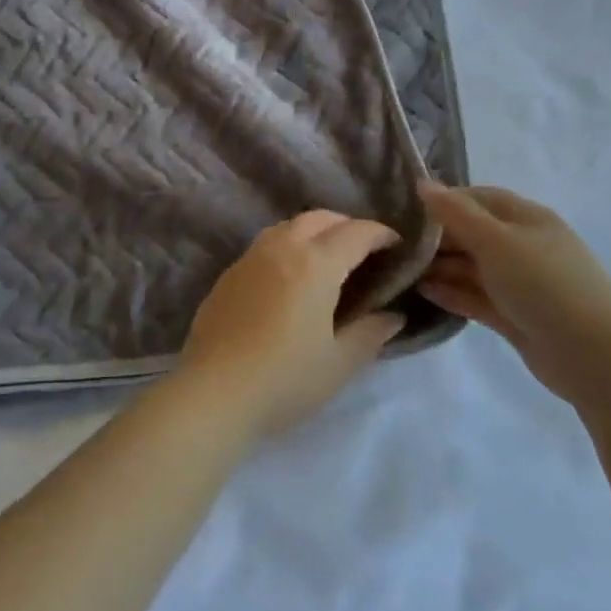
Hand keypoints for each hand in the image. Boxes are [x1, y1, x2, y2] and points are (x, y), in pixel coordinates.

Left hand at [176, 211, 405, 438]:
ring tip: (328, 259)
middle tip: (365, 251)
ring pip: (289, 225)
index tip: (397, 246)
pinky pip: (266, 244)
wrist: (213, 392)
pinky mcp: (229, 273)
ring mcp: (251, 257)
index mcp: (315, 263)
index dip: (381, 234)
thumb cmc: (285, 379)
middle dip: (348, 226)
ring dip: (315, 231)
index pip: (356, 233)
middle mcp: (282, 248)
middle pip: (321, 218)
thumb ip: (370, 333)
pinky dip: (288, 246)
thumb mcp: (339, 363)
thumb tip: (392, 315)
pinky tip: (290, 277)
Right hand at [416, 182, 610, 398]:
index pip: (480, 198)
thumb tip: (423, 184)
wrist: (594, 356)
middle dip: (438, 237)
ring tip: (402, 269)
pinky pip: (477, 297)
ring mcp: (521, 283)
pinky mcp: (515, 316)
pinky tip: (423, 292)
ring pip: (473, 267)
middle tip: (397, 243)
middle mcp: (524, 246)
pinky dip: (452, 293)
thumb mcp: (496, 241)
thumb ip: (456, 213)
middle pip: (473, 233)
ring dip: (441, 267)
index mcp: (527, 219)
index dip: (446, 200)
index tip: (408, 208)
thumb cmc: (544, 285)